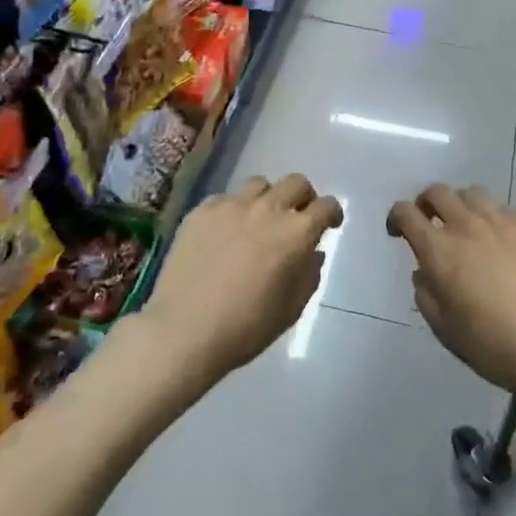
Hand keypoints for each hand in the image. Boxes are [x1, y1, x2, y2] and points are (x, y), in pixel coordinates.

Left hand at [143, 174, 342, 383]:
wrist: (183, 332)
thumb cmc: (246, 328)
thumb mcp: (291, 309)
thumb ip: (309, 274)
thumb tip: (312, 252)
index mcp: (295, 233)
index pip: (326, 206)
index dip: (332, 213)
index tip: (330, 223)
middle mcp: (267, 209)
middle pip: (296, 183)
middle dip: (304, 197)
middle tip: (297, 217)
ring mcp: (231, 206)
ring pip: (260, 184)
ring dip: (268, 199)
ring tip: (259, 221)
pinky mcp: (201, 211)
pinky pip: (226, 199)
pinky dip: (234, 210)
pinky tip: (225, 233)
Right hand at [387, 184, 515, 401]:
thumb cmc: (493, 345)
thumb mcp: (446, 330)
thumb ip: (427, 295)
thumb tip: (424, 272)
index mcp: (438, 250)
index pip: (406, 212)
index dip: (396, 217)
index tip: (397, 232)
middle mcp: (465, 226)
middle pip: (437, 192)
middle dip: (425, 202)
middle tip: (427, 221)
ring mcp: (499, 222)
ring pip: (470, 192)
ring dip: (458, 203)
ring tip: (462, 224)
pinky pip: (500, 207)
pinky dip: (489, 214)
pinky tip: (495, 236)